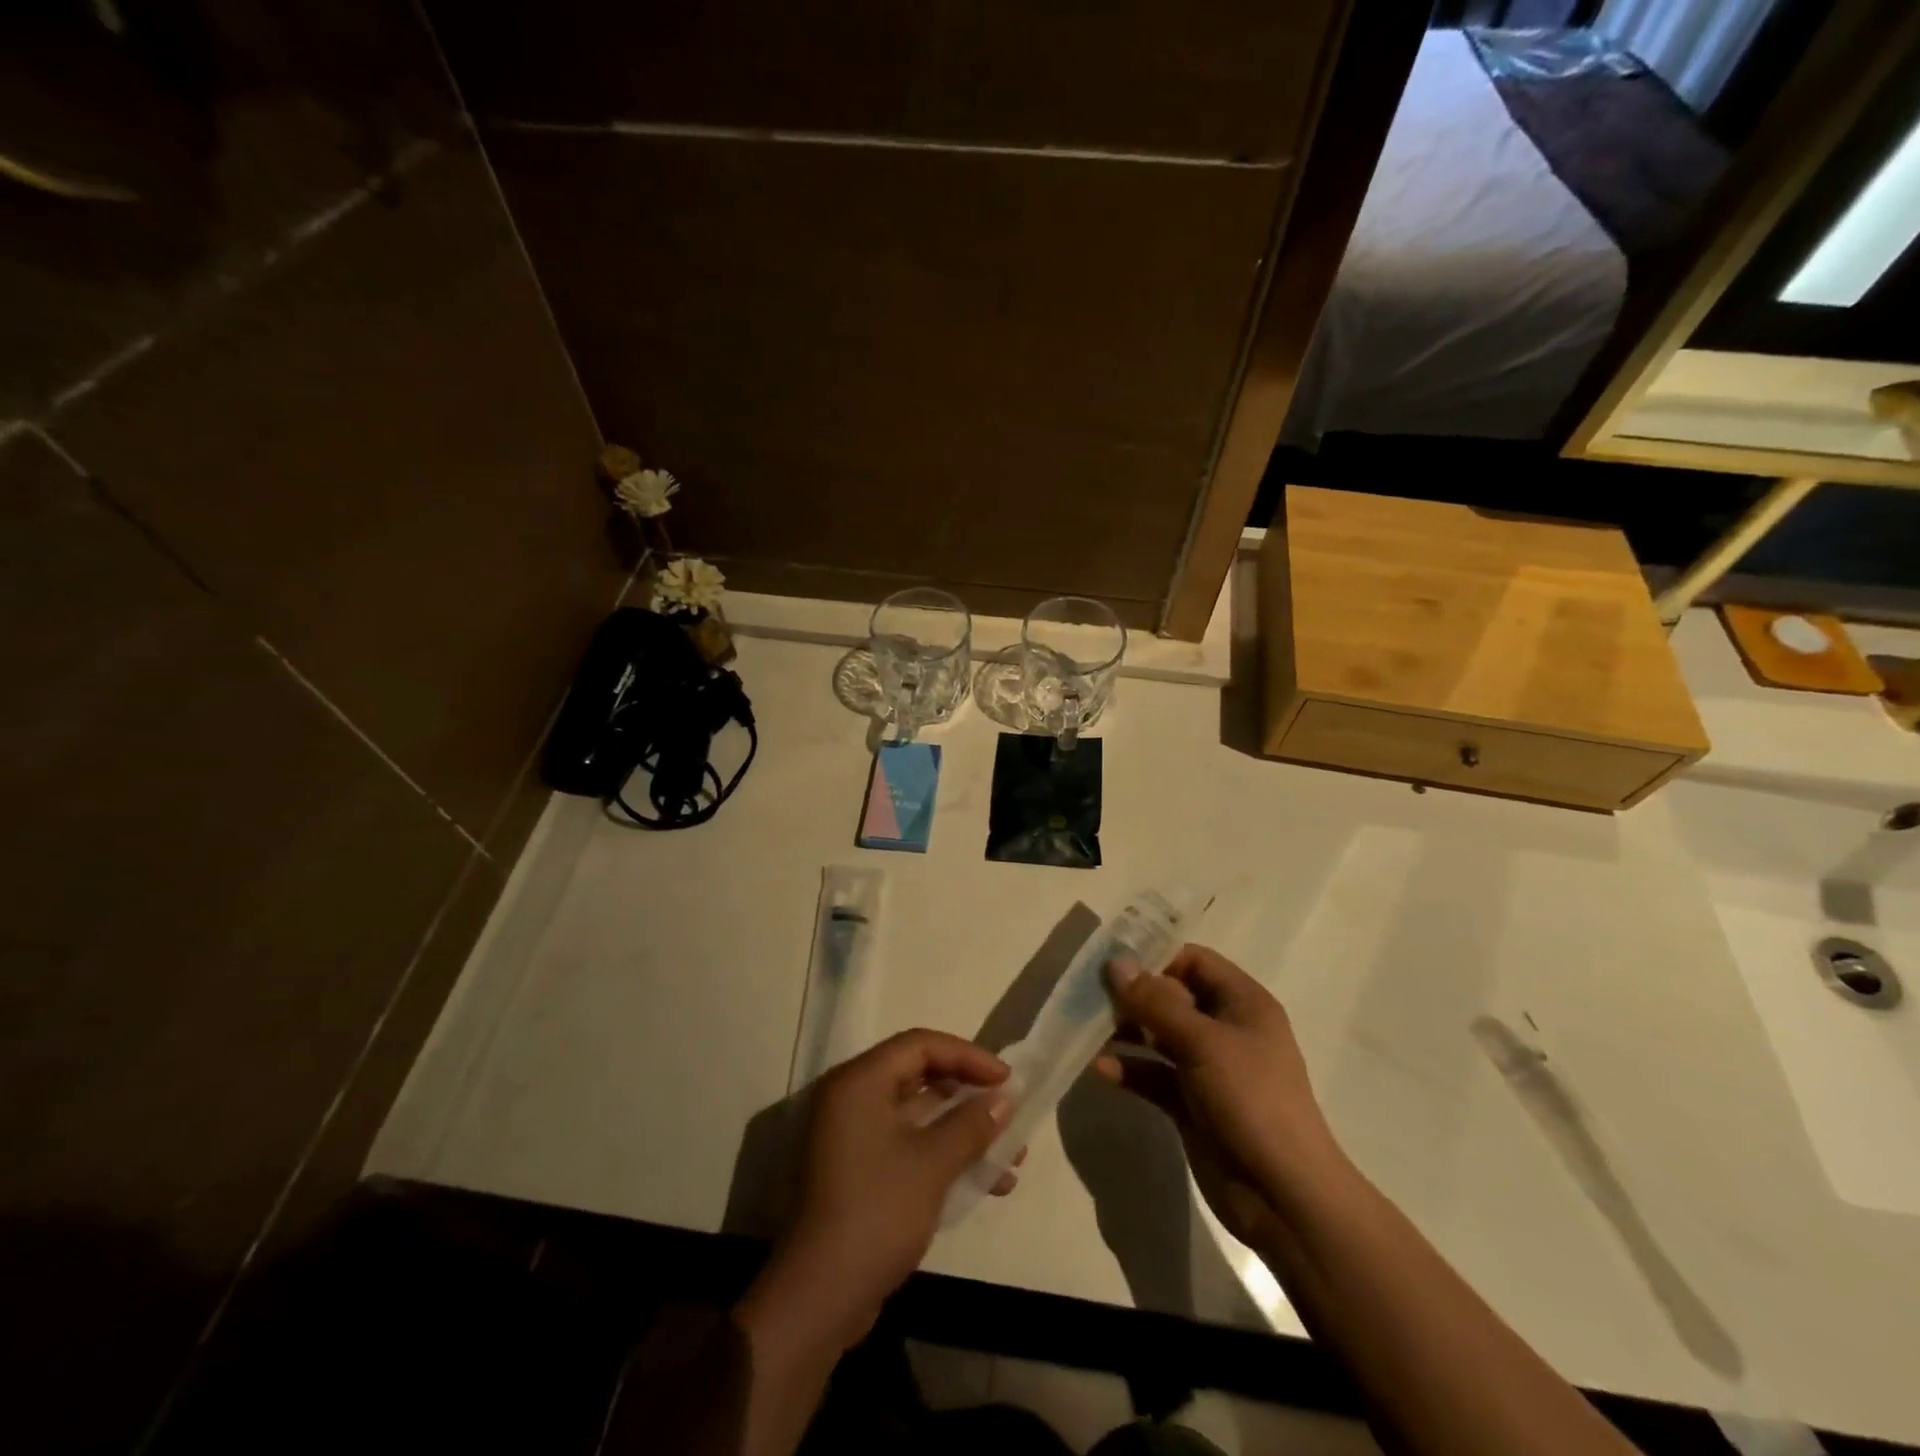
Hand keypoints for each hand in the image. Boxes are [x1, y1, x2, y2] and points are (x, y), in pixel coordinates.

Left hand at [739, 1030, 1016, 1353]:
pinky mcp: (858, 1171)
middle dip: (968, 1094)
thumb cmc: (877, 1212)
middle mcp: (851, 1098)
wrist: (820, 1297)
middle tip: (1007, 1109)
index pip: (920, 1045)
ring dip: (963, 1130)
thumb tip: (1004, 1099)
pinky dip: (943, 1155)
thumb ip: (971, 1124)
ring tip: (1010, 1154)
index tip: (1006, 1080)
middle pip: (919, 1075)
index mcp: (860, 1081)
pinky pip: (908, 1145)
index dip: (968, 1056)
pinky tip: (984, 1182)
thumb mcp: (932, 1163)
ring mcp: (852, 1136)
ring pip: (918, 1115)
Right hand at [1096, 945, 1342, 1250]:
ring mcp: (1207, 1068)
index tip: (1112, 963)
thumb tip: (1116, 962)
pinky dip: (1130, 1068)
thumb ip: (1156, 1002)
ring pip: (1158, 1036)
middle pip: (1171, 997)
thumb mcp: (1203, 1042)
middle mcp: (1225, 1029)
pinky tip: (1100, 1068)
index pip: (1194, 961)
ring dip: (1125, 1031)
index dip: (1156, 957)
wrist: (1283, 1196)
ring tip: (1085, 1028)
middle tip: (1088, 995)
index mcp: (1242, 1003)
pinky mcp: (1191, 1104)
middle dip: (1132, 995)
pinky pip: (1154, 1075)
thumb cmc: (1251, 1101)